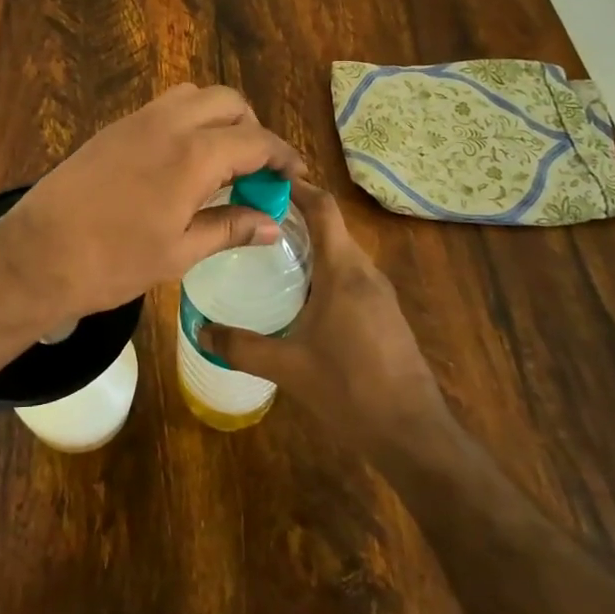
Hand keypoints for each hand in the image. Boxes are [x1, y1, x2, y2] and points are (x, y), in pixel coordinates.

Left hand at [0, 85, 304, 330]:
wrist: (37, 254)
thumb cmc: (113, 262)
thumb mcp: (179, 252)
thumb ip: (230, 228)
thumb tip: (272, 224)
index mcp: (193, 155)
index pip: (256, 141)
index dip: (282, 157)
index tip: (294, 176)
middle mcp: (169, 124)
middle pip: (228, 102)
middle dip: (252, 128)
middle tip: (254, 170)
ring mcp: (137, 120)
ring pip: (193, 96)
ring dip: (217, 118)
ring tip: (219, 161)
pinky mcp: (113, 128)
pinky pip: (163, 107)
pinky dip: (186, 121)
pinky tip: (180, 162)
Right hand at [200, 183, 451, 448]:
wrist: (413, 433)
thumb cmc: (350, 389)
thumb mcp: (288, 367)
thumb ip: (242, 347)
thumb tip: (200, 331)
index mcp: (344, 271)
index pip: (323, 209)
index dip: (297, 187)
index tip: (265, 180)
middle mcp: (366, 273)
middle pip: (331, 228)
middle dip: (296, 217)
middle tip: (253, 219)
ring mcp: (380, 294)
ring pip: (342, 253)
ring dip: (311, 246)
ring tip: (269, 253)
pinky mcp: (385, 315)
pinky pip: (351, 277)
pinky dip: (324, 271)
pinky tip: (300, 296)